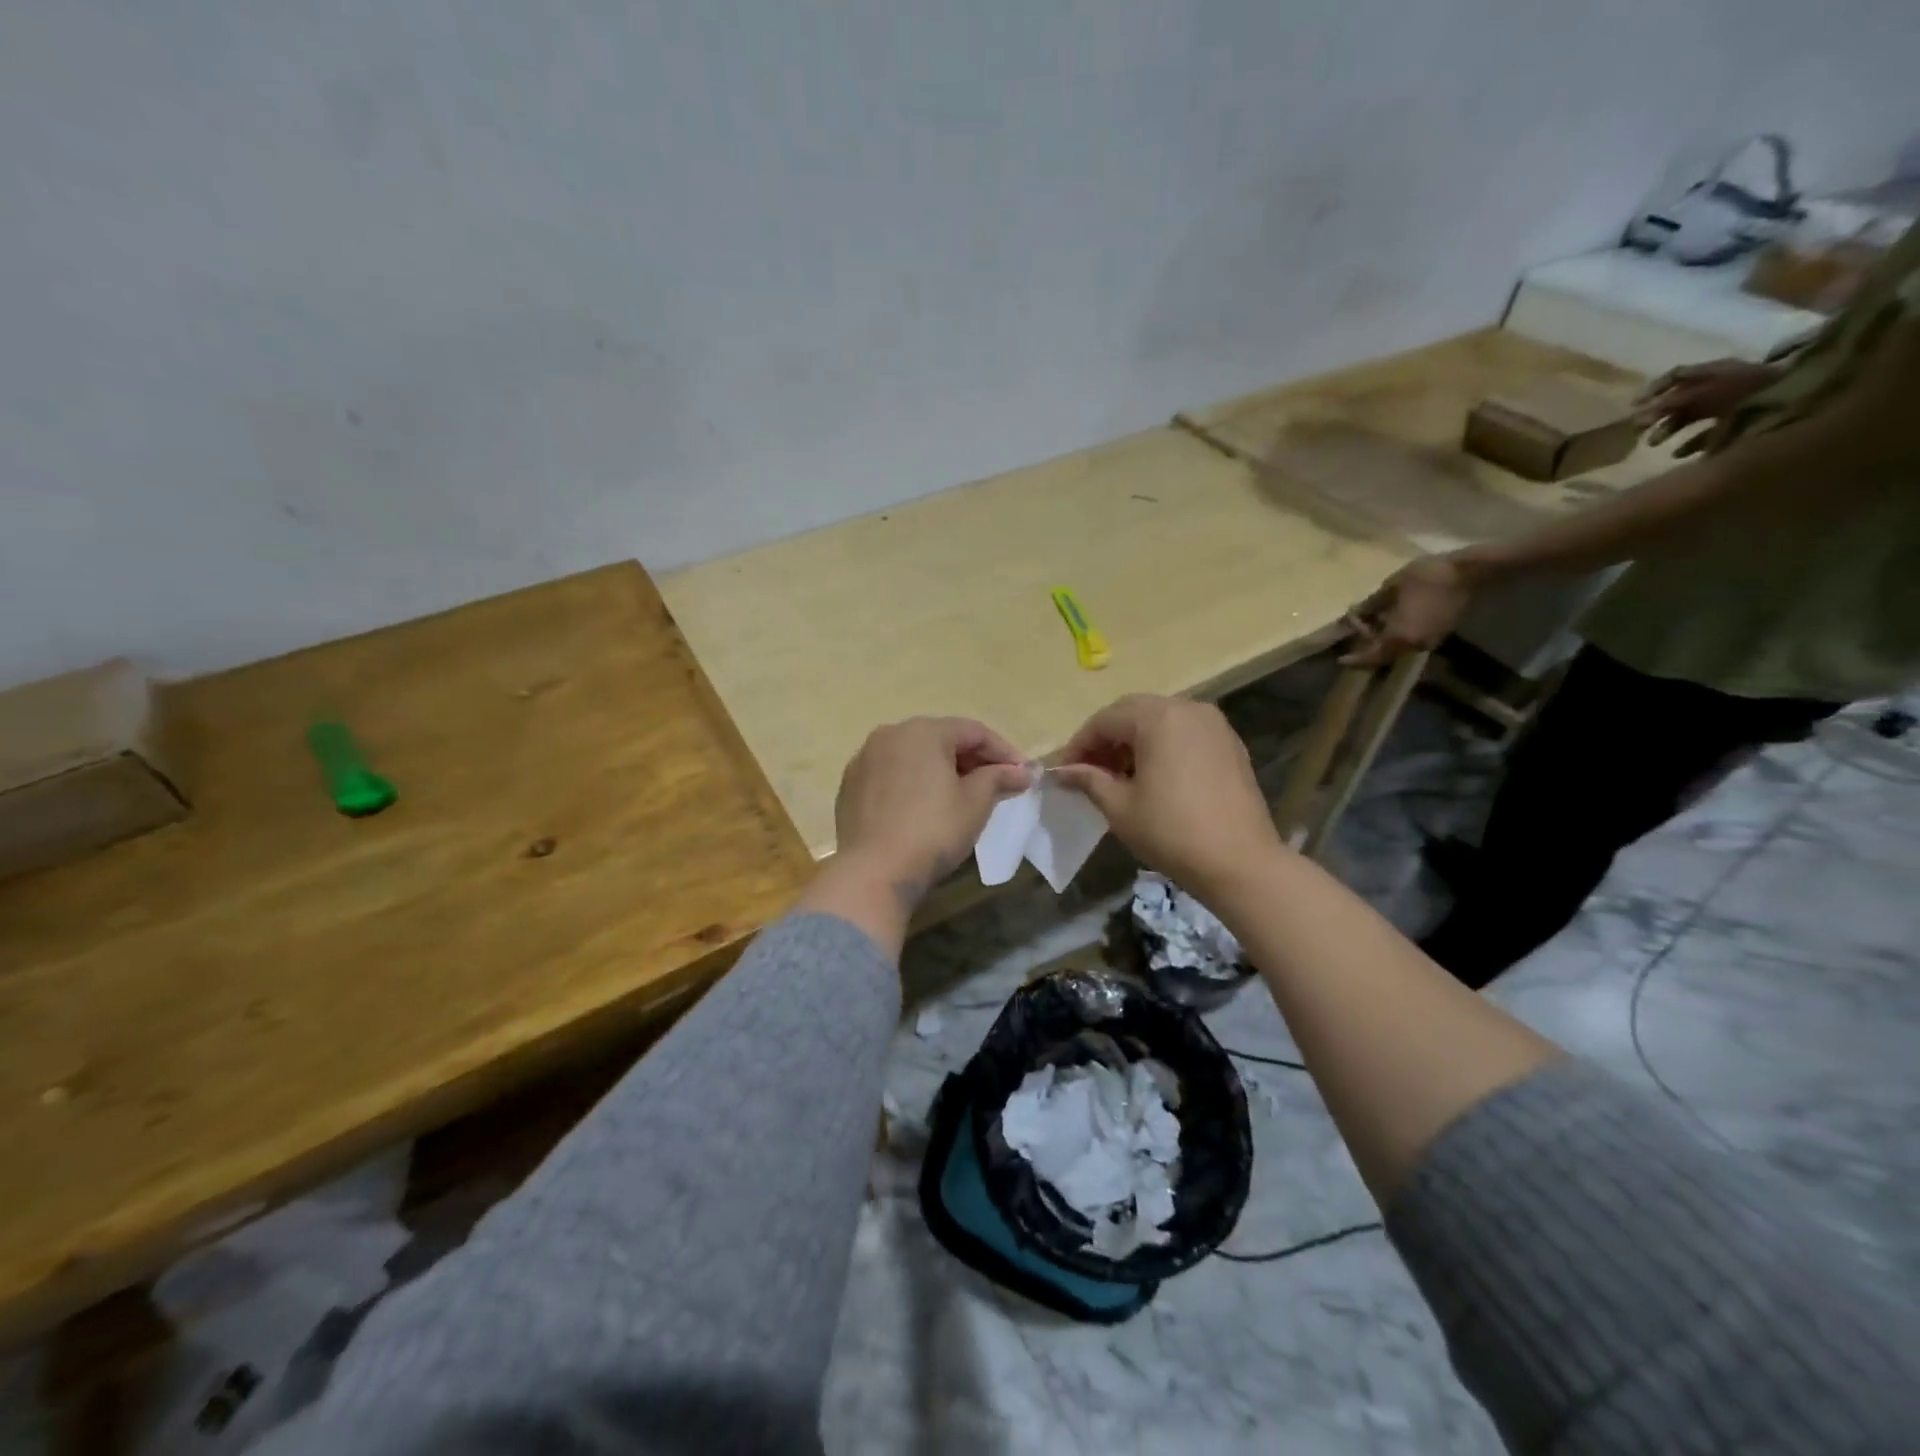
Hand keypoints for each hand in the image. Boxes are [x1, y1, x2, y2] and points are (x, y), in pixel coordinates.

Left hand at [812, 718, 1029, 948]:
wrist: (873, 872)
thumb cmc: (932, 831)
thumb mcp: (975, 803)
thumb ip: (999, 778)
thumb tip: (1022, 772)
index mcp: (922, 731)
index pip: (973, 731)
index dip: (1003, 751)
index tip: (1023, 774)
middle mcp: (889, 735)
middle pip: (941, 739)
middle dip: (972, 759)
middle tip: (998, 784)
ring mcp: (865, 760)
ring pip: (914, 756)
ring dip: (943, 770)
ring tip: (964, 796)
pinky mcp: (850, 786)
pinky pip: (892, 775)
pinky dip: (914, 783)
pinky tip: (926, 807)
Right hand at [1053, 695, 1281, 899]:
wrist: (1240, 863)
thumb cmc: (1172, 832)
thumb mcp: (1120, 806)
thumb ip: (1089, 780)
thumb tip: (1062, 771)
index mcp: (1158, 718)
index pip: (1105, 720)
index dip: (1079, 744)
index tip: (1064, 772)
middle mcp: (1188, 708)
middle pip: (1133, 712)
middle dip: (1106, 739)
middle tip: (1087, 771)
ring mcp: (1214, 725)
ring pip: (1160, 720)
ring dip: (1133, 741)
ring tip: (1117, 776)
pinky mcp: (1230, 744)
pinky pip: (1184, 733)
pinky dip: (1161, 746)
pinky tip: (1152, 777)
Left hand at [1341, 554, 1472, 666]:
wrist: (1470, 571)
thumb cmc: (1426, 577)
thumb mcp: (1390, 587)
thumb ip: (1370, 605)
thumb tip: (1355, 614)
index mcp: (1399, 636)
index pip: (1371, 656)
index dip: (1355, 660)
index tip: (1341, 661)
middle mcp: (1413, 645)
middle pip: (1383, 654)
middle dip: (1366, 644)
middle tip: (1355, 627)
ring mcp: (1428, 641)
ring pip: (1396, 648)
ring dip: (1380, 639)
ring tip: (1368, 621)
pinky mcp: (1439, 634)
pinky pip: (1409, 640)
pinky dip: (1395, 635)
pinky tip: (1388, 618)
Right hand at [1633, 358, 1778, 455]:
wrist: (1799, 402)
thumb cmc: (1746, 394)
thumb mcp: (1704, 395)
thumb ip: (1670, 404)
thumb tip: (1638, 415)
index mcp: (1714, 373)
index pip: (1676, 376)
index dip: (1652, 389)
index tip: (1632, 406)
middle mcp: (1720, 386)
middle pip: (1680, 399)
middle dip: (1657, 415)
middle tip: (1637, 430)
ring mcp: (1731, 405)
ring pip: (1691, 417)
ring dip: (1669, 430)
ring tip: (1655, 444)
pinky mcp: (1740, 424)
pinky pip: (1710, 433)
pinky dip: (1692, 443)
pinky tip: (1678, 454)